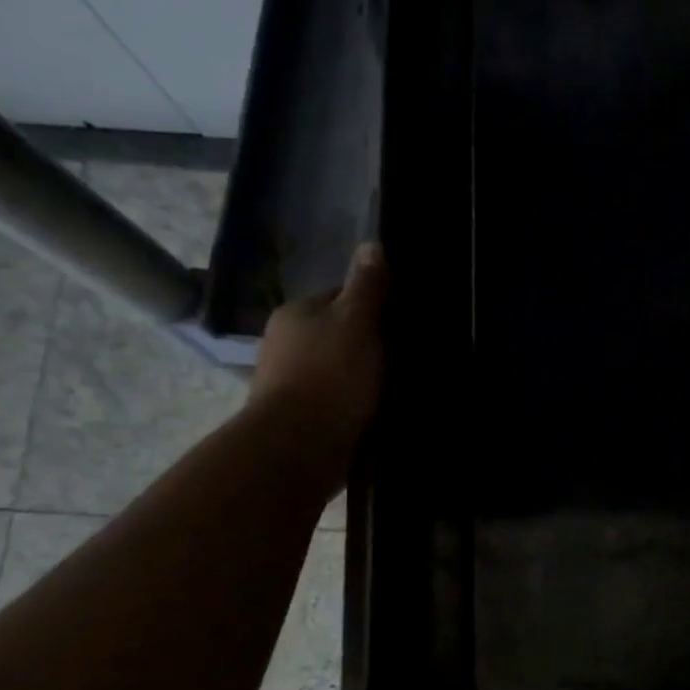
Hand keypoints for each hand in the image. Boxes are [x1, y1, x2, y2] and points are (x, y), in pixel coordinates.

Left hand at [249, 240, 388, 446]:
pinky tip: (374, 413)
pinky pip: (334, 400)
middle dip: (367, 345)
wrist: (300, 446)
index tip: (401, 325)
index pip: (340, 298)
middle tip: (405, 359)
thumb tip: (373, 244)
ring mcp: (288, 382)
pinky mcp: (299, 417)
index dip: (373, 308)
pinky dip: (352, 404)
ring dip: (360, 378)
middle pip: (338, 335)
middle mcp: (285, 343)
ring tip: (395, 389)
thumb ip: (367, 286)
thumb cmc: (331, 376)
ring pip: (336, 369)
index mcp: (297, 313)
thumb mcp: (357, 322)